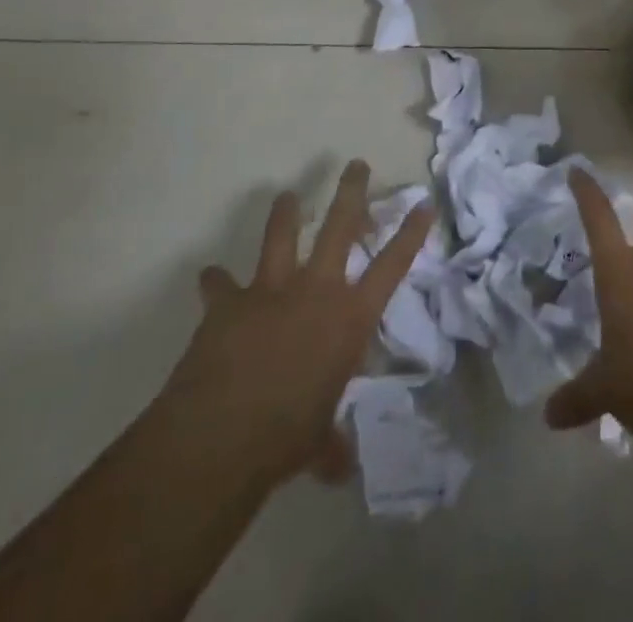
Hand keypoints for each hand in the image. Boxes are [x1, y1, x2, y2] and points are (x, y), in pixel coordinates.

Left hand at [160, 159, 430, 490]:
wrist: (222, 434)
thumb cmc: (286, 437)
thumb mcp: (318, 441)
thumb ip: (330, 444)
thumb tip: (338, 468)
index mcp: (349, 318)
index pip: (392, 266)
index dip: (411, 233)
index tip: (423, 204)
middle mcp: (317, 290)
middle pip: (340, 225)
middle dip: (351, 191)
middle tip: (356, 164)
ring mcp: (271, 289)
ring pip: (281, 234)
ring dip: (285, 212)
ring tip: (288, 195)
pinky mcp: (230, 302)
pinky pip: (220, 284)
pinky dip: (215, 283)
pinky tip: (209, 278)